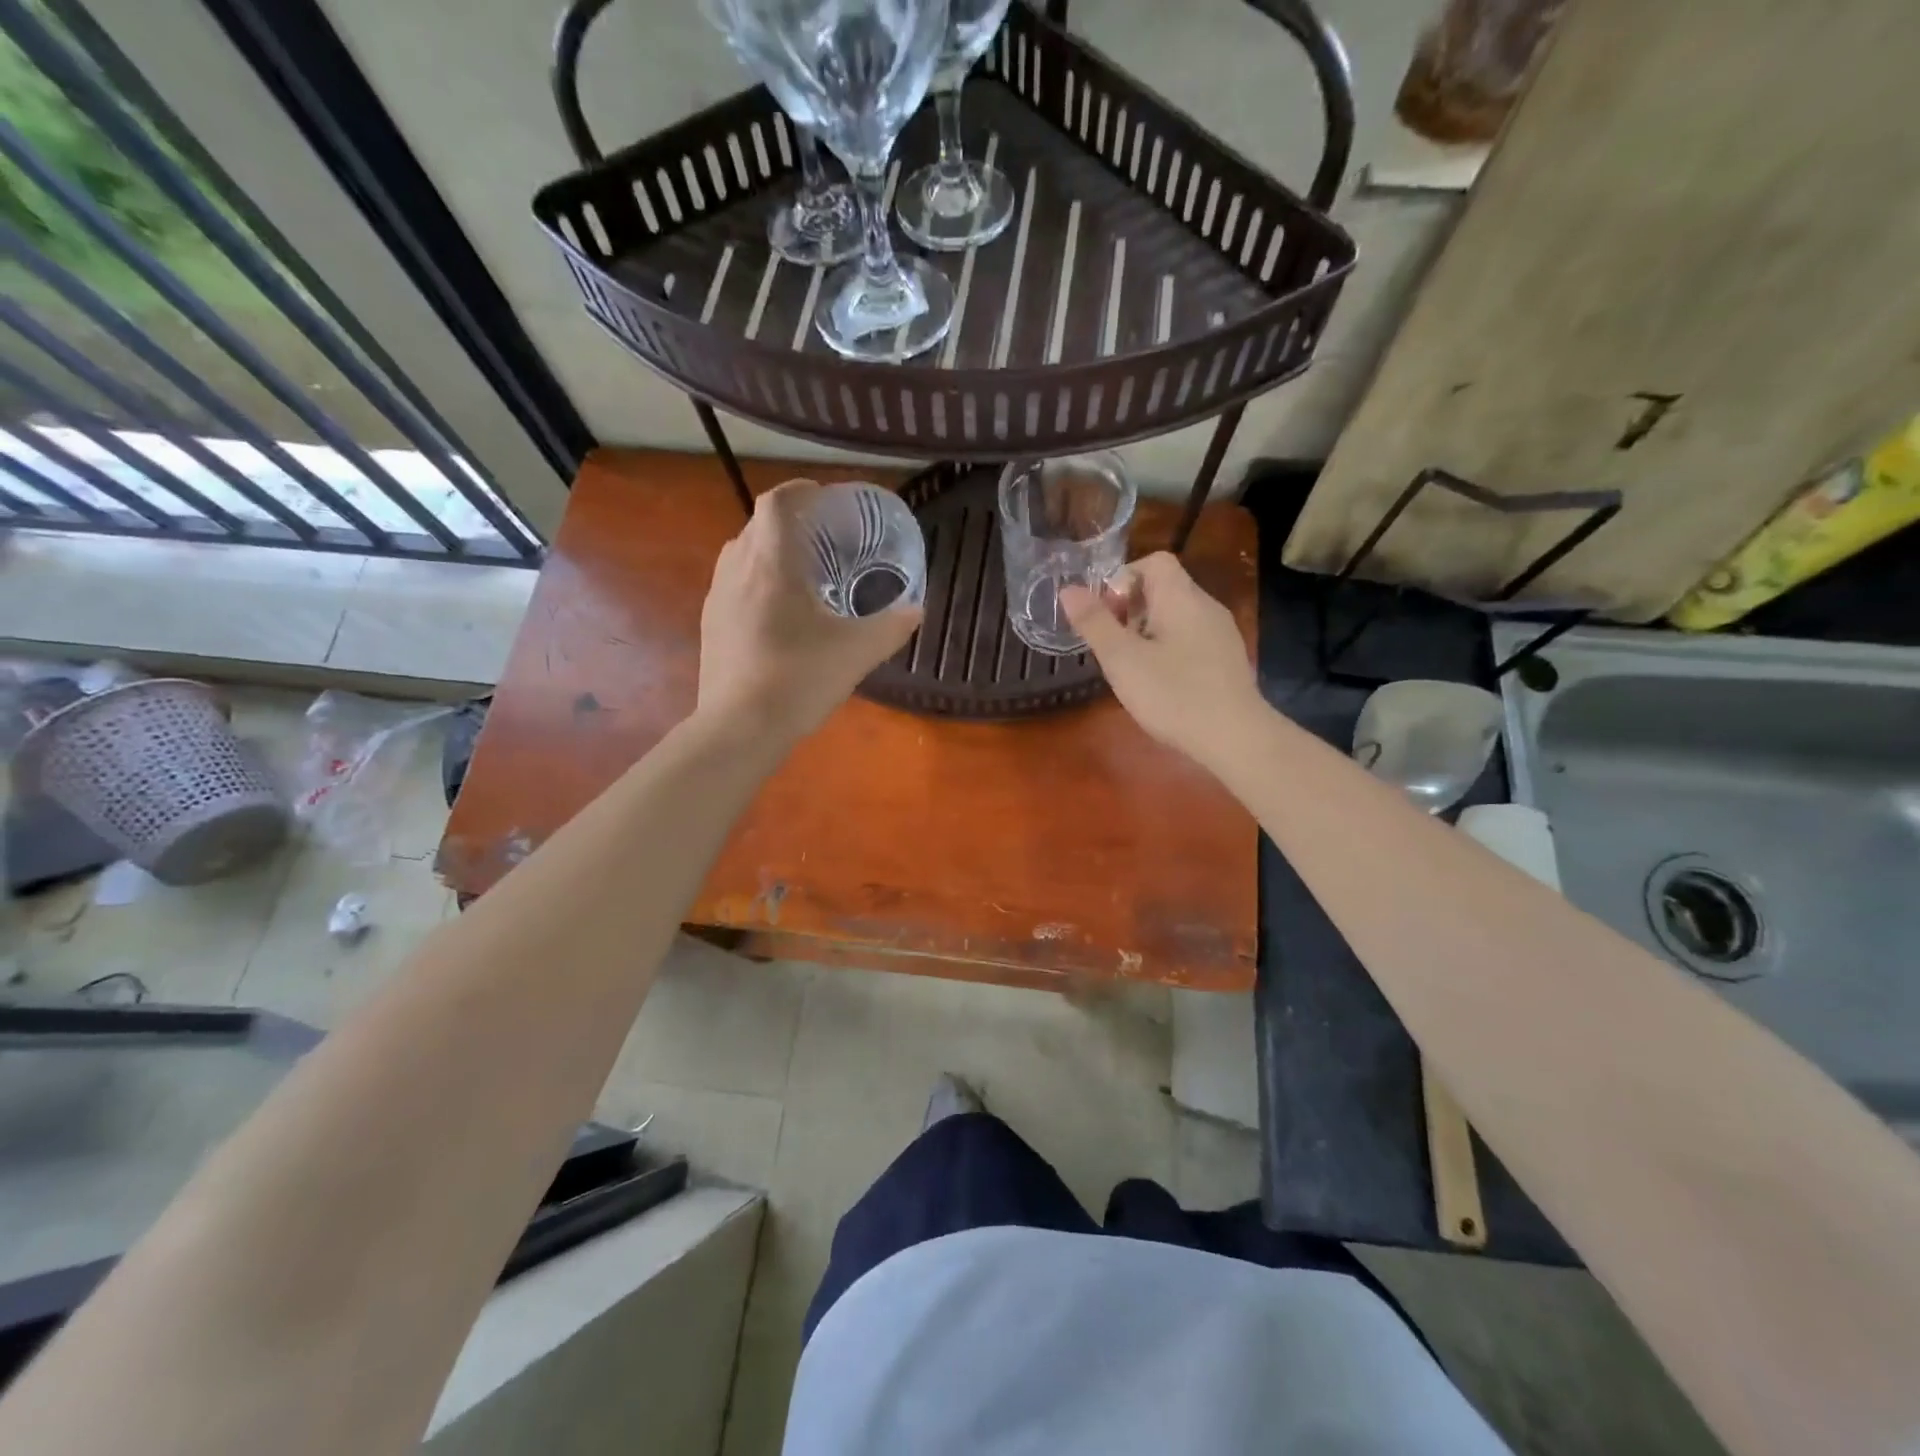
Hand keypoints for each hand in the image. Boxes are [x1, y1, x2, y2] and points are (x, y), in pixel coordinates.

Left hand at [697, 479, 921, 740]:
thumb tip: (917, 609)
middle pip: (758, 527)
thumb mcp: (858, 652)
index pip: (777, 503)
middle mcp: (737, 570)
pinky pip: (734, 586)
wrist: (740, 728)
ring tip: (801, 573)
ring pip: (742, 556)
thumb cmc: (800, 677)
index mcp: (771, 563)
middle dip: (789, 523)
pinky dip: (756, 582)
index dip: (800, 491)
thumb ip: (892, 626)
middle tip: (823, 539)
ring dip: (769, 553)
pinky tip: (778, 614)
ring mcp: (718, 599)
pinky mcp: (711, 626)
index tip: (824, 496)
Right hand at [1061, 552, 1263, 770]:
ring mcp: (1222, 633)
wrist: (1235, 737)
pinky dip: (1170, 650)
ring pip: (1177, 616)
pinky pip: (1192, 639)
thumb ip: (1094, 622)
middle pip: (1165, 588)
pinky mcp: (1228, 660)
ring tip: (1131, 666)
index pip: (1154, 561)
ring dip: (1149, 632)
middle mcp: (1206, 606)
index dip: (1123, 578)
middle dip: (1131, 609)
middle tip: (1112, 644)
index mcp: (1181, 597)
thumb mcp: (1122, 659)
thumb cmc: (1173, 694)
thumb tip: (1069, 589)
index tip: (1106, 613)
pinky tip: (1161, 684)